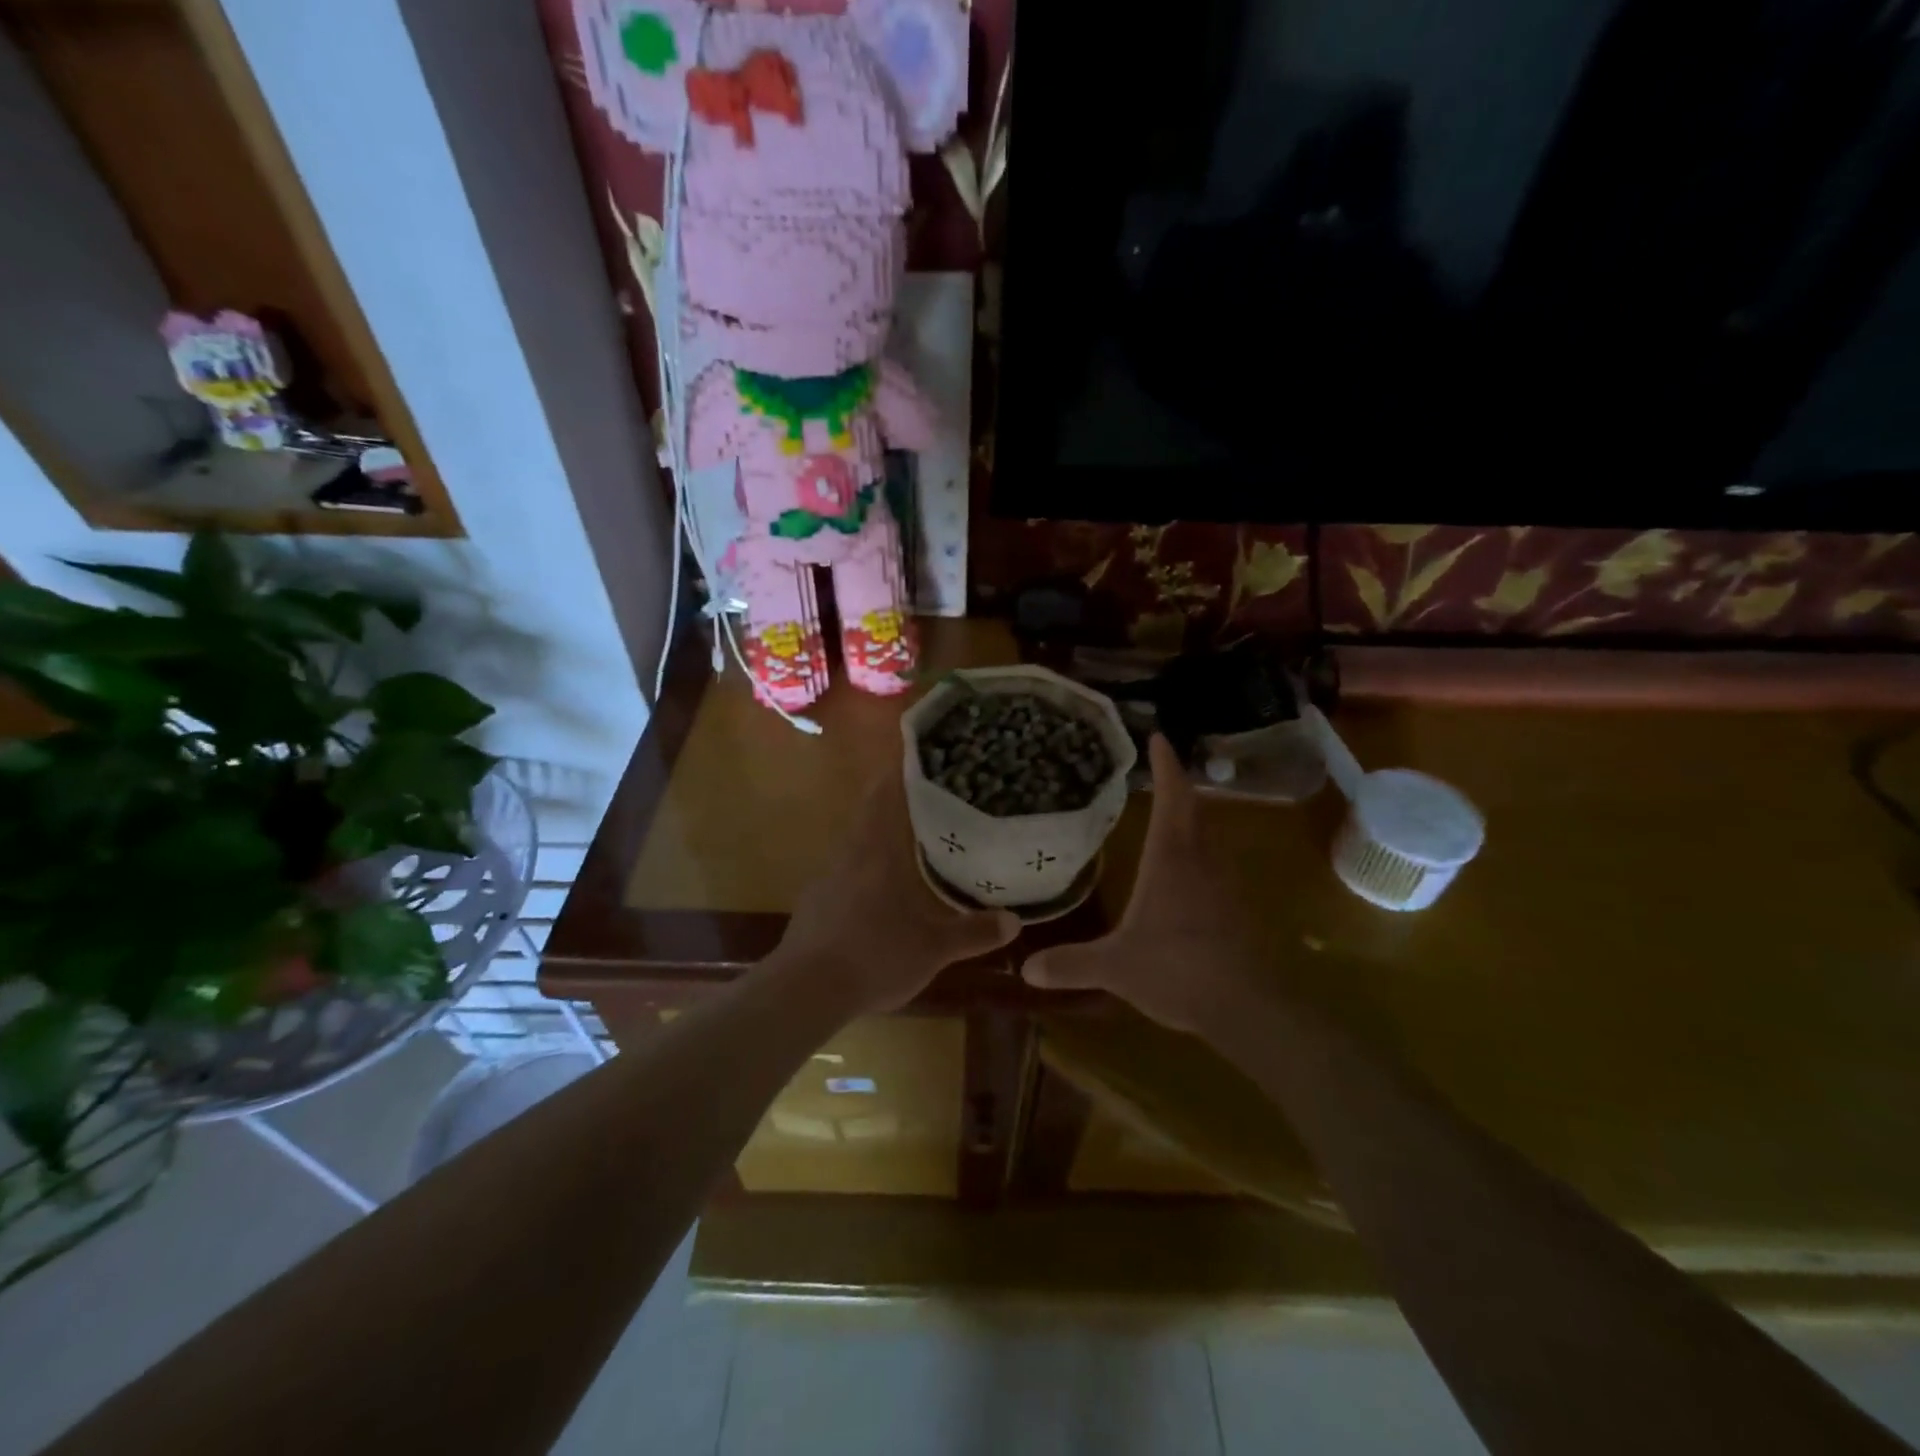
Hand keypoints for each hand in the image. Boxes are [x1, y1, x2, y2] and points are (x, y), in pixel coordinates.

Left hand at [775, 765, 1019, 1012]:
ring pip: (858, 839)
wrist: (807, 990)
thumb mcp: (934, 949)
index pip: (887, 792)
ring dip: (881, 830)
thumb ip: (974, 932)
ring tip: (912, 833)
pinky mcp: (816, 900)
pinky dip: (866, 863)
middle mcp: (851, 852)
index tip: (923, 753)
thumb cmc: (875, 955)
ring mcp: (829, 875)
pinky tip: (880, 884)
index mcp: (879, 849)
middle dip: (897, 797)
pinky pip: (846, 868)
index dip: (902, 769)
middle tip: (930, 792)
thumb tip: (1014, 920)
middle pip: (871, 810)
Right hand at [1022, 735, 1258, 1031]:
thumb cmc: (1178, 969)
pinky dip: (1198, 851)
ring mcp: (1223, 883)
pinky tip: (1184, 870)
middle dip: (1178, 786)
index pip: (1171, 798)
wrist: (1246, 1006)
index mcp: (1171, 859)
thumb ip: (1071, 964)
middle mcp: (1201, 860)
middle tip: (1160, 770)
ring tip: (1167, 812)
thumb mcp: (1116, 967)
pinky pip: (1214, 864)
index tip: (1158, 738)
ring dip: (1190, 817)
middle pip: (1193, 809)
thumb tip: (1025, 967)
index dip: (1166, 766)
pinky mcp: (1234, 907)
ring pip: (1208, 835)